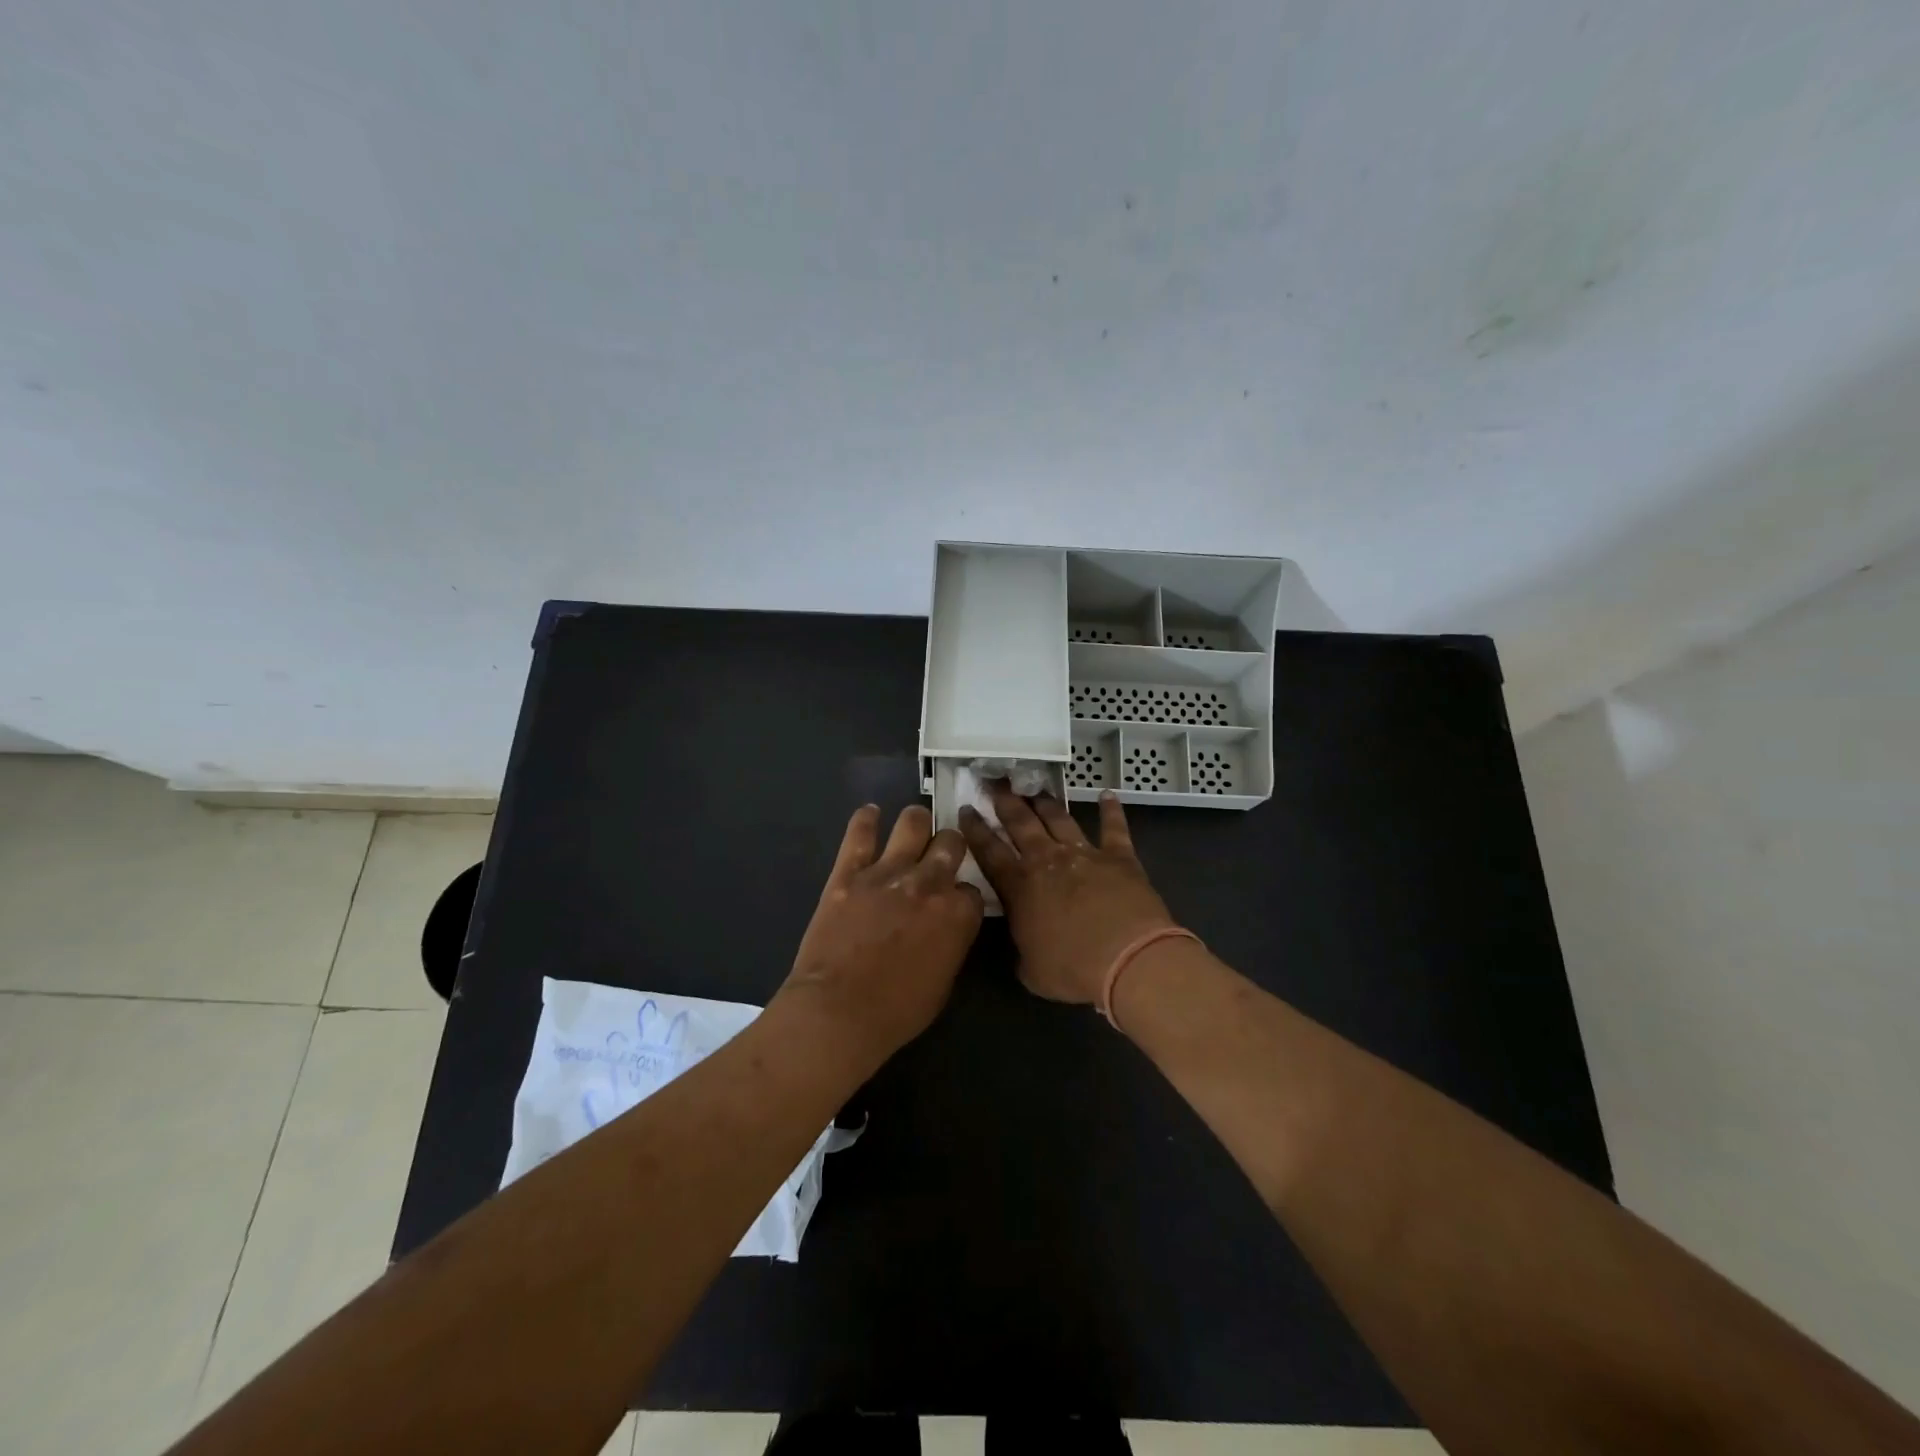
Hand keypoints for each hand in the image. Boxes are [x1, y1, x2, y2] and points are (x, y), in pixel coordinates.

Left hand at [778, 804, 983, 1062]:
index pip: (972, 889)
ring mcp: (887, 872)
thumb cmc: (896, 1011)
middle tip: (940, 855)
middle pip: (950, 843)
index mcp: (957, 913)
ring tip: (913, 826)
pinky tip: (870, 814)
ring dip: (917, 823)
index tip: (955, 904)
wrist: (838, 1012)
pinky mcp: (848, 872)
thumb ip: (951, 942)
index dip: (963, 896)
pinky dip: (866, 819)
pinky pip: (860, 833)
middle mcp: (928, 883)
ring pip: (912, 823)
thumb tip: (948, 927)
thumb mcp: (943, 982)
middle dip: (949, 847)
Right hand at [959, 785, 1176, 1005]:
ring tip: (1035, 789)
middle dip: (1005, 801)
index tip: (966, 808)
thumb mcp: (1032, 970)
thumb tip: (1024, 947)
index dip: (975, 829)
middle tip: (995, 783)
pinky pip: (1114, 827)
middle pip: (1021, 823)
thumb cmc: (1073, 969)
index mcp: (1019, 886)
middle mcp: (1047, 860)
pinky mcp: (1119, 857)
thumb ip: (1022, 951)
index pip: (989, 851)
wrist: (1128, 958)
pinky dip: (1111, 810)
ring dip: (1046, 802)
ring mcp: (1084, 854)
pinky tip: (1108, 795)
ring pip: (1059, 818)